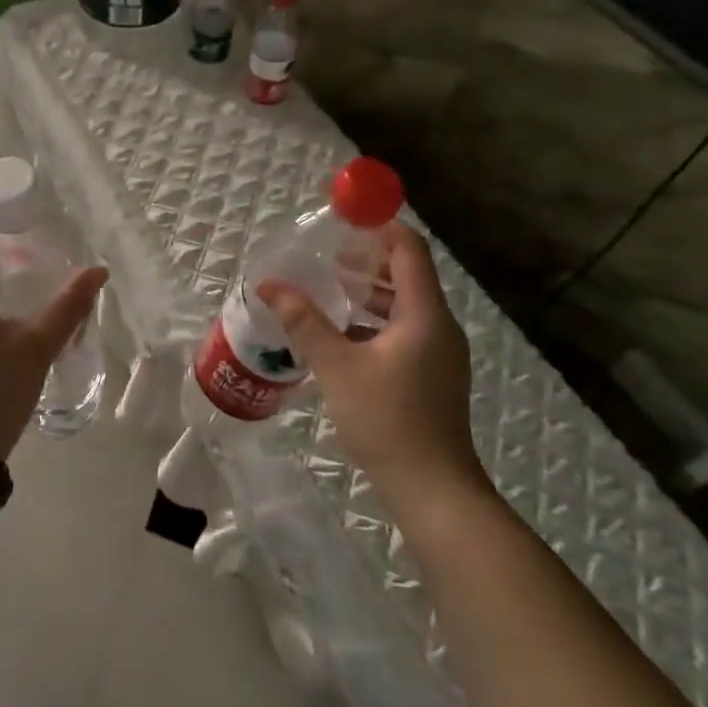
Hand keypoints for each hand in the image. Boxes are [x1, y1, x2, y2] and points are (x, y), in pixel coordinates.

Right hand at [256, 221, 487, 527]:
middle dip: (369, 259)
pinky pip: (404, 330)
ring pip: (405, 305)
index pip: (409, 250)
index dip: (381, 227)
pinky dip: (375, 319)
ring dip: (369, 291)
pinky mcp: (432, 375)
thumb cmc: (387, 419)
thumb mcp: (337, 366)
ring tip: (329, 286)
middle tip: (327, 253)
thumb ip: (304, 321)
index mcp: (424, 314)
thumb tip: (268, 285)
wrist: (433, 489)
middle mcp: (438, 326)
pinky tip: (342, 332)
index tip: (347, 217)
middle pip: (408, 274)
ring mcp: (439, 353)